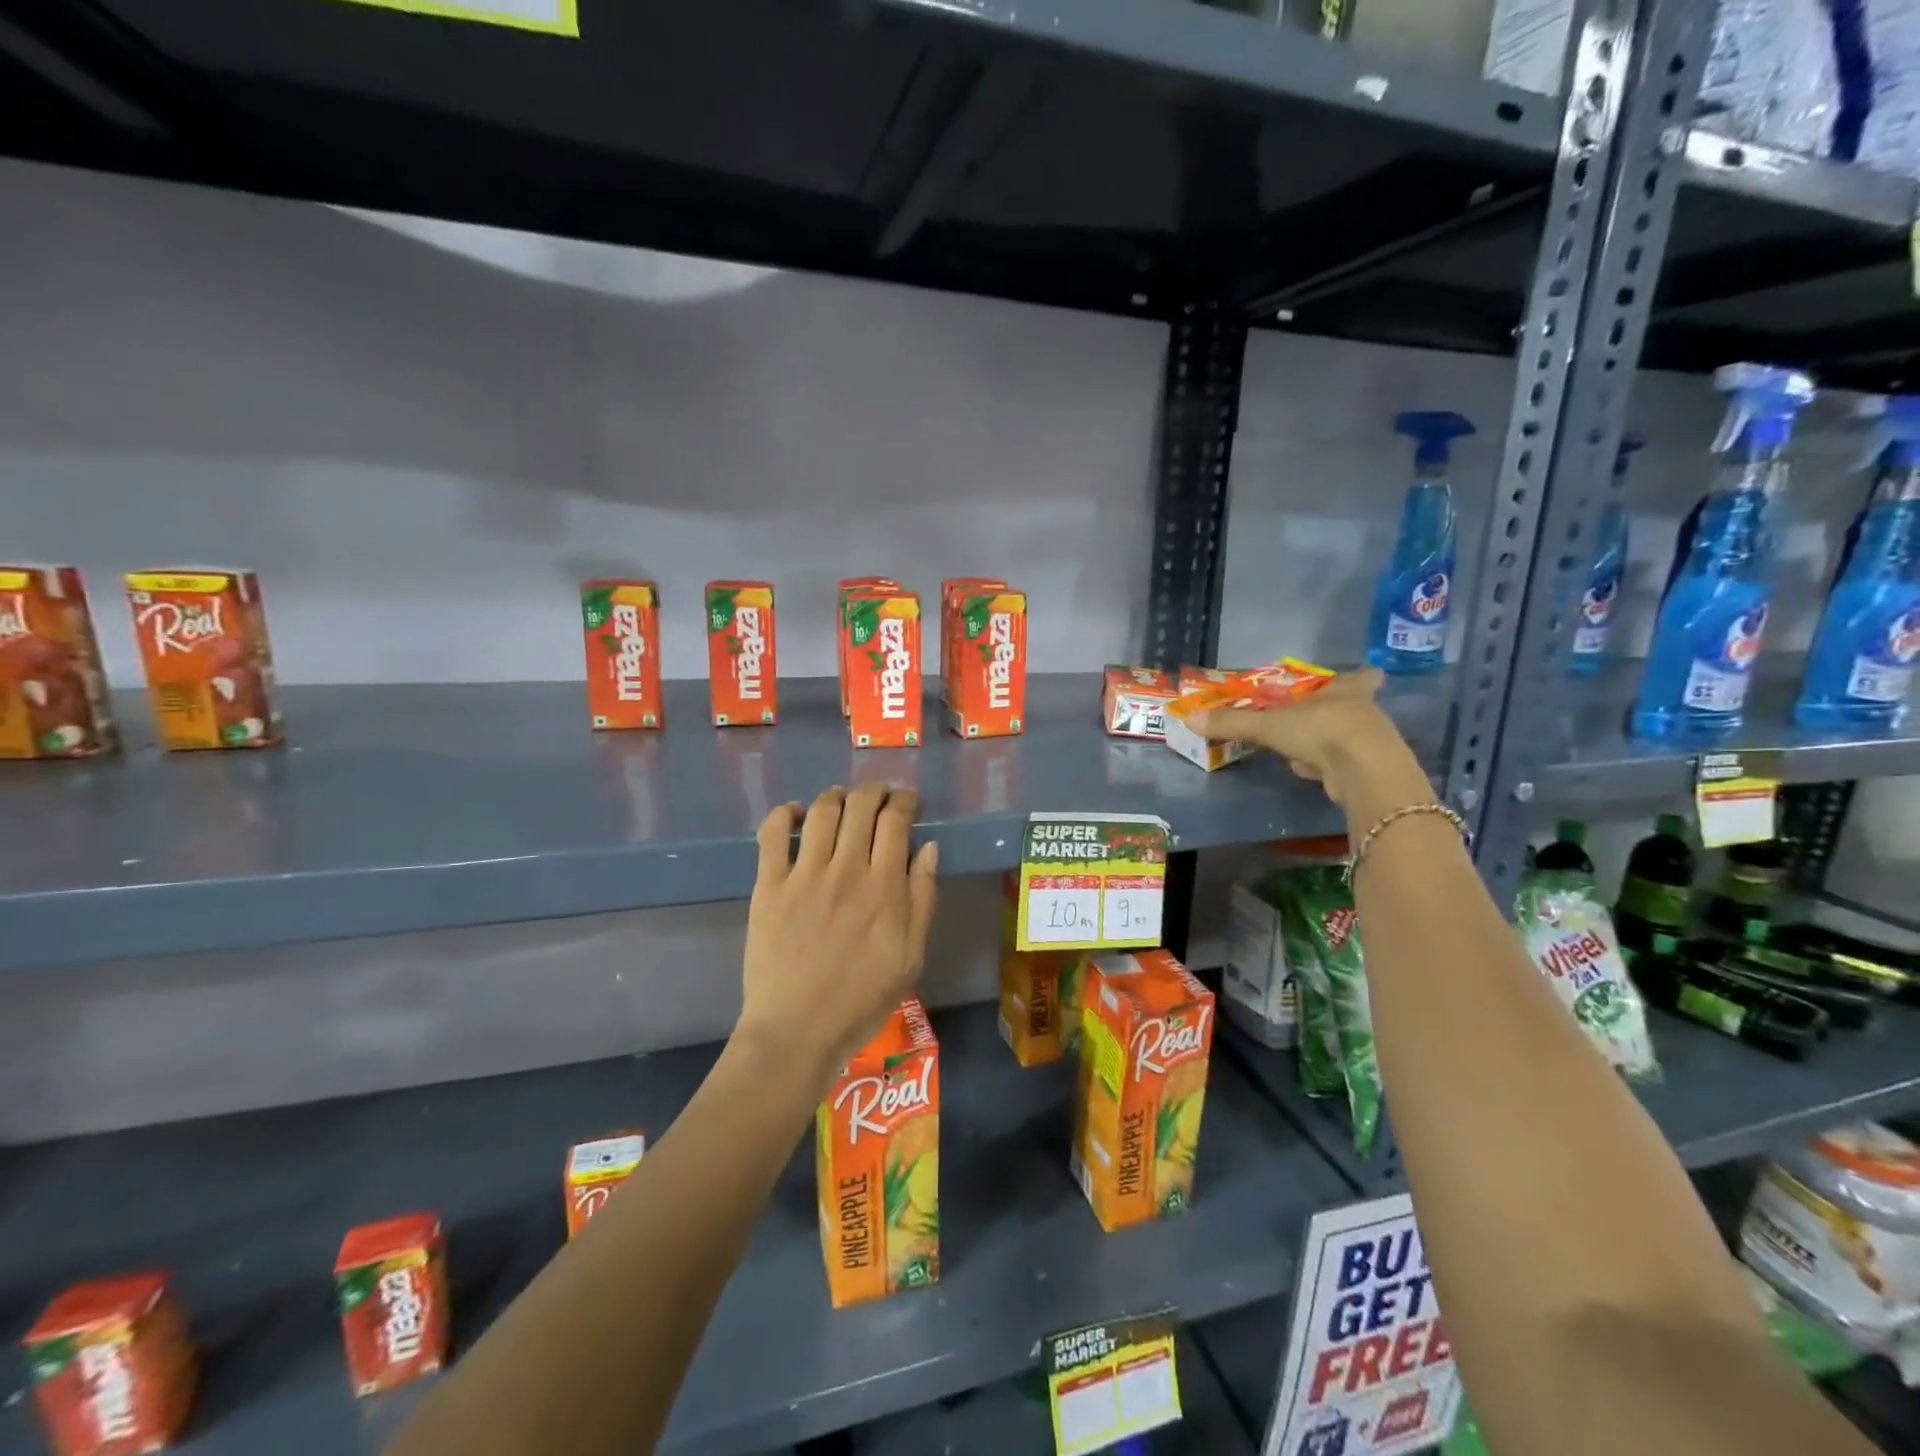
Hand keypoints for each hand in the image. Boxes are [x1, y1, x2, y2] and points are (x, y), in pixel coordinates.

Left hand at [737, 785, 939, 1085]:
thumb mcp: (911, 956)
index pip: (896, 821)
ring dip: (836, 796)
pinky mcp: (769, 886)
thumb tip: (928, 848)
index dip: (904, 801)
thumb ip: (922, 898)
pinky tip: (795, 814)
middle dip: (874, 791)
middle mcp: (846, 869)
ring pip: (822, 812)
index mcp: (884, 886)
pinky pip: (773, 834)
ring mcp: (804, 875)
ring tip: (842, 799)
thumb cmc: (861, 999)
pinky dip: (785, 814)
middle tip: (879, 795)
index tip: (908, 801)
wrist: (798, 1031)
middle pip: (860, 807)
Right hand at [1189, 669, 1426, 809]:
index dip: (1362, 677)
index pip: (1363, 677)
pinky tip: (1311, 773)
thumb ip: (1232, 722)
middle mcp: (1365, 712)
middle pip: (1354, 707)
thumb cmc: (1321, 731)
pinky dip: (1326, 768)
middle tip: (1313, 716)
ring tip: (1304, 749)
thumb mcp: (1269, 725)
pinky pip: (1342, 764)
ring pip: (1347, 738)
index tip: (1365, 676)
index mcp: (1346, 690)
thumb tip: (1188, 718)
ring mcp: (1371, 743)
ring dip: (1328, 743)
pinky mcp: (1368, 771)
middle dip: (1335, 712)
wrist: (1364, 772)